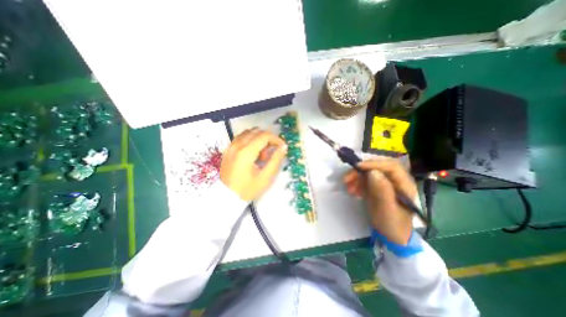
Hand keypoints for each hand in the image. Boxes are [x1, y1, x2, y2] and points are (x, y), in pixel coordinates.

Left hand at [217, 127, 285, 200]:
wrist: (227, 197)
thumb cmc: (248, 189)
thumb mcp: (266, 177)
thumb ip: (276, 160)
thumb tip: (283, 147)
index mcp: (246, 152)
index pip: (264, 136)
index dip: (276, 139)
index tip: (282, 147)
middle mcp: (237, 145)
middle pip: (257, 131)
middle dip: (268, 139)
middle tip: (271, 152)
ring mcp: (231, 146)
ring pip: (249, 132)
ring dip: (259, 139)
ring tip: (261, 154)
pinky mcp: (228, 149)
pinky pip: (241, 137)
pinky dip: (250, 140)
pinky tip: (253, 152)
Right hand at [343, 158, 416, 244]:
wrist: (390, 236)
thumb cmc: (392, 225)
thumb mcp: (387, 210)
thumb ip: (382, 191)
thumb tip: (373, 172)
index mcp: (404, 184)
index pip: (391, 167)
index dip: (374, 164)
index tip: (357, 167)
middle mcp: (395, 180)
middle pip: (377, 167)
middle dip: (360, 171)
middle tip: (346, 179)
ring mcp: (384, 183)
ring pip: (368, 173)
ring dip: (356, 178)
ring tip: (348, 189)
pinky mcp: (376, 187)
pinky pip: (364, 180)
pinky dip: (356, 183)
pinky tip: (352, 191)